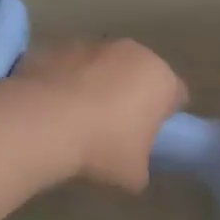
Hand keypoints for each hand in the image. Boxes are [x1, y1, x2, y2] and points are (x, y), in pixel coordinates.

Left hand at [16, 41, 187, 191]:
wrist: (42, 124)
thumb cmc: (103, 147)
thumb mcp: (134, 174)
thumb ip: (142, 166)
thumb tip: (135, 168)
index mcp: (160, 78)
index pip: (177, 96)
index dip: (166, 118)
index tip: (150, 139)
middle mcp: (131, 52)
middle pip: (139, 75)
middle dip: (132, 97)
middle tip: (116, 131)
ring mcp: (91, 45)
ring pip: (103, 67)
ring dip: (98, 87)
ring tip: (78, 121)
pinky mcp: (55, 48)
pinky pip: (69, 68)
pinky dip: (66, 84)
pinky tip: (53, 111)